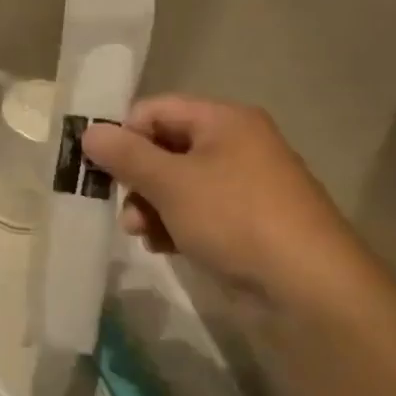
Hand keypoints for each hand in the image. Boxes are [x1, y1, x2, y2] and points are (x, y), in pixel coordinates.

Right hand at [80, 97, 371, 314]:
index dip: (123, 135)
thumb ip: (125, 155)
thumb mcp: (170, 183)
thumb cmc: (234, 218)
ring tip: (141, 234)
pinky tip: (163, 247)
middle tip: (122, 207)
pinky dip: (173, 225)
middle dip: (135, 179)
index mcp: (223, 121)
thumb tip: (88, 131)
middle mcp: (234, 144)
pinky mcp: (244, 220)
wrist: (307, 285)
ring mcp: (242, 184)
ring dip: (149, 207)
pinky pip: (194, 211)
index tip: (100, 169)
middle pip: (163, 148)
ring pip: (175, 184)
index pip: (154, 110)